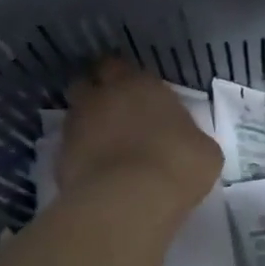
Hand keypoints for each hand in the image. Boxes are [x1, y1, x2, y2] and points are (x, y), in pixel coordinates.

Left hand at [59, 59, 221, 219]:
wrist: (130, 200)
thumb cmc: (177, 164)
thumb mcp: (204, 150)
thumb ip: (188, 136)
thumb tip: (185, 141)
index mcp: (140, 84)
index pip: (117, 65)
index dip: (122, 78)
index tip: (133, 93)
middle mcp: (103, 96)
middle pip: (87, 83)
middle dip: (96, 94)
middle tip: (113, 114)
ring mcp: (76, 126)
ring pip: (75, 115)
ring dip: (86, 124)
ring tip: (104, 145)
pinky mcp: (60, 157)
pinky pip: (69, 148)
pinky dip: (79, 155)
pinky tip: (96, 171)